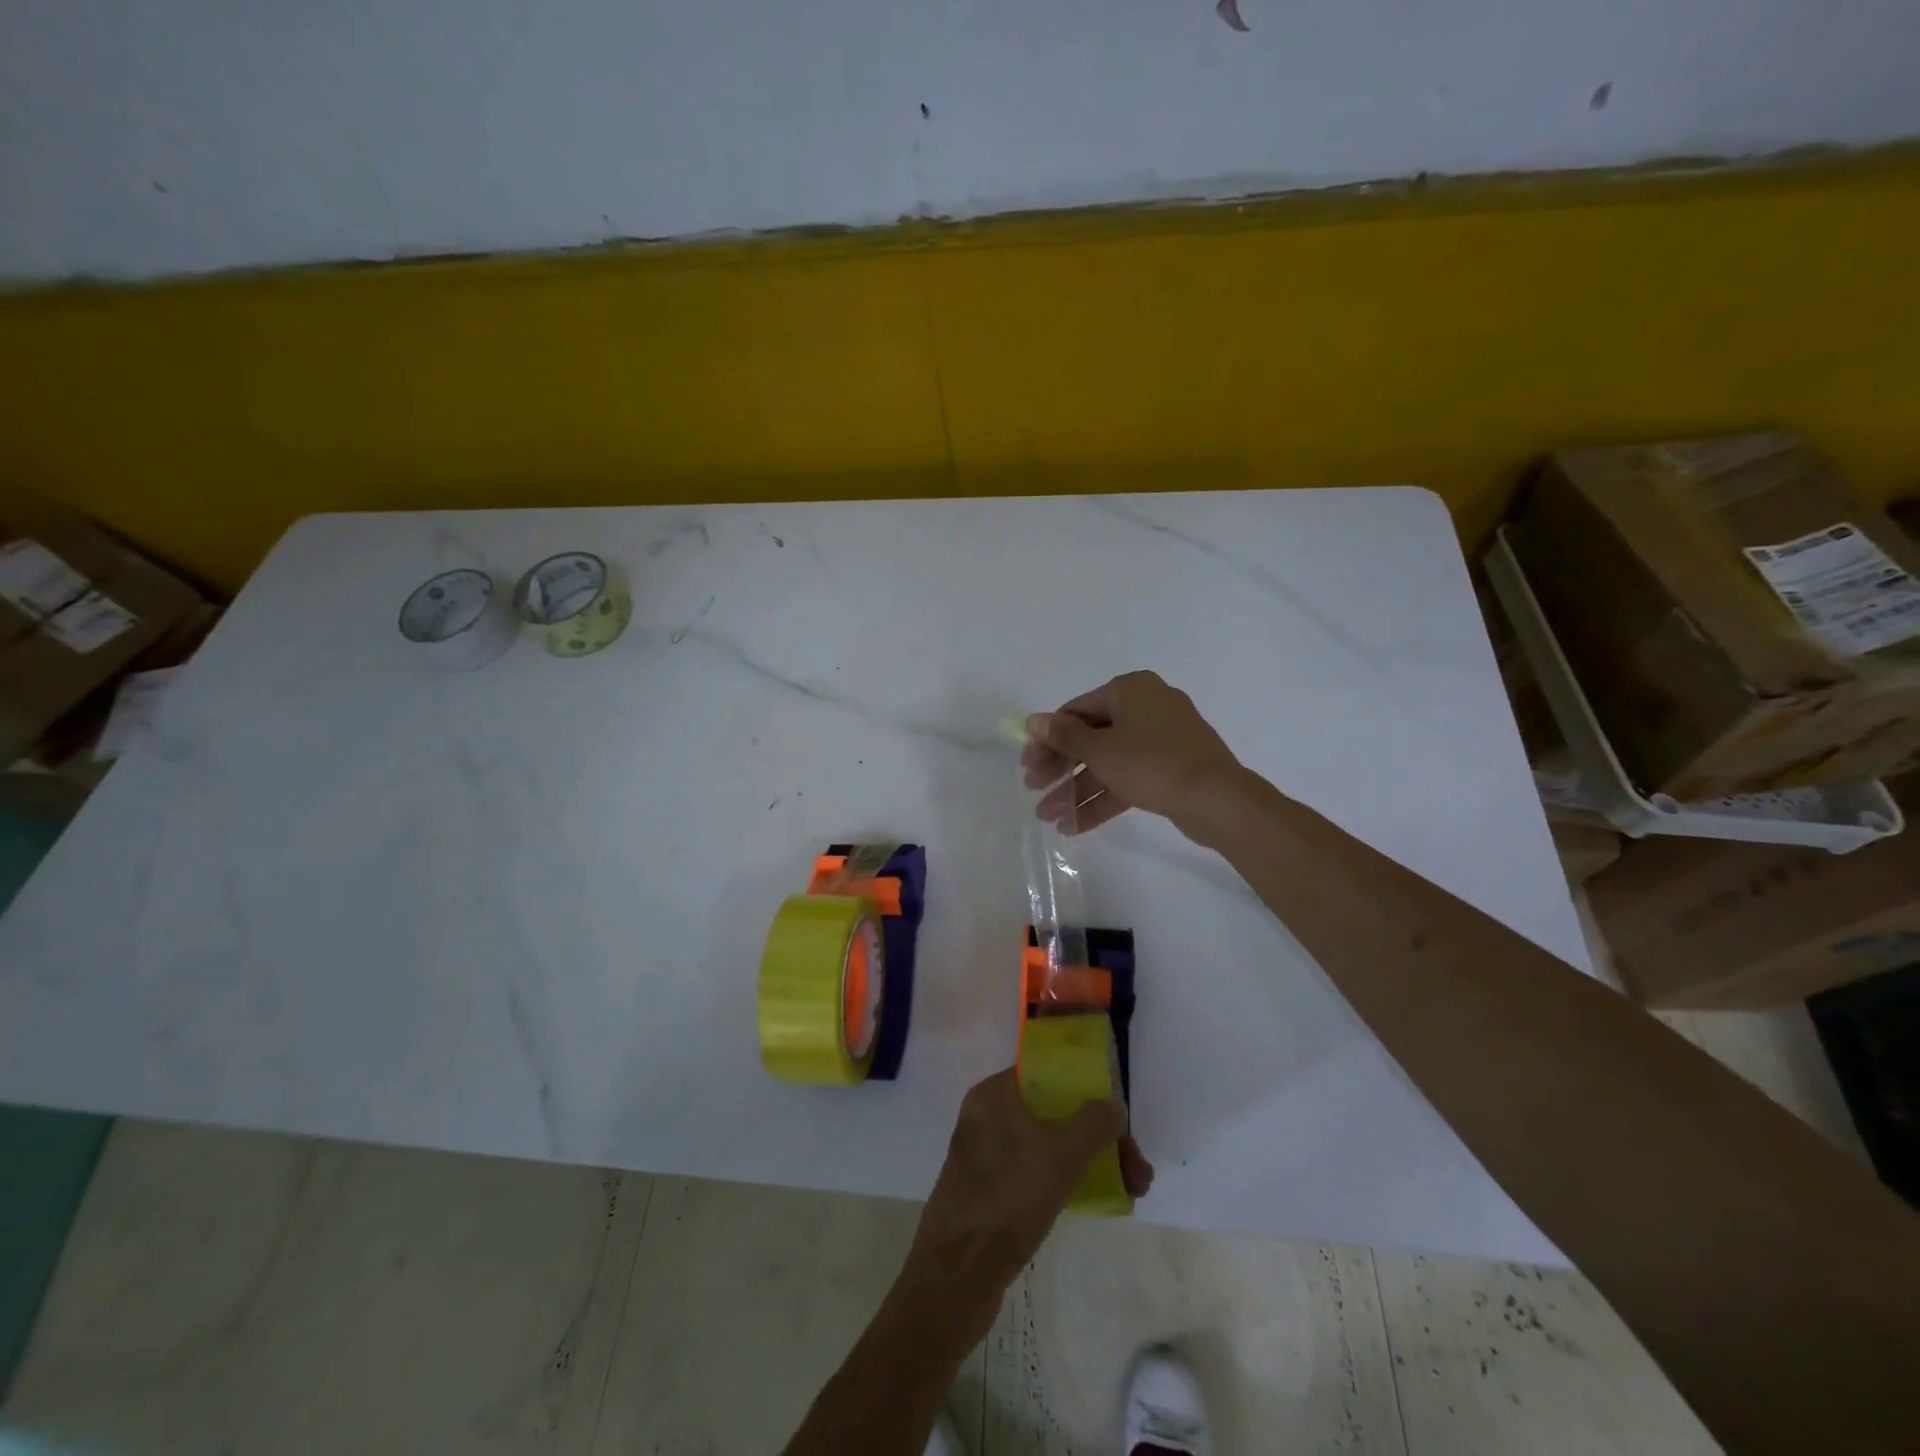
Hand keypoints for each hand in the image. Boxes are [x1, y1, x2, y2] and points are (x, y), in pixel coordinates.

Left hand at [900, 1069, 1153, 1345]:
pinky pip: (1038, 1171)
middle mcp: (988, 1117)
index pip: (1046, 1073)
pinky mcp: (992, 1191)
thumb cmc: (1007, 1200)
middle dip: (1099, 1135)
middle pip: (1054, 1111)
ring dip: (1092, 1159)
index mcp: (993, 1095)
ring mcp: (988, 1155)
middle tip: (1137, 1167)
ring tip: (1134, 1189)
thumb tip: (1113, 1104)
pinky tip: (1101, 1200)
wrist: (955, 1278)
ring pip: (1050, 1144)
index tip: (1118, 1114)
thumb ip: (1092, 1123)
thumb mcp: (1060, 1156)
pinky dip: (1069, 1179)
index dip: (1086, 1088)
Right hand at [1022, 671, 1240, 833]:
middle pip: (1090, 738)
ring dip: (1076, 790)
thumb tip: (1033, 721)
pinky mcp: (1170, 770)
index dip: (1047, 739)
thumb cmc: (1152, 763)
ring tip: (1048, 818)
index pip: (1076, 711)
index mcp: (1130, 690)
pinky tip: (1075, 826)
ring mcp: (1161, 740)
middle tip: (1034, 791)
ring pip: (1108, 763)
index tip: (1027, 765)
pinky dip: (1103, 799)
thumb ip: (1064, 736)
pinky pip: (1128, 779)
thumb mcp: (1100, 750)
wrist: (1217, 799)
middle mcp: (1146, 708)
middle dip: (1060, 769)